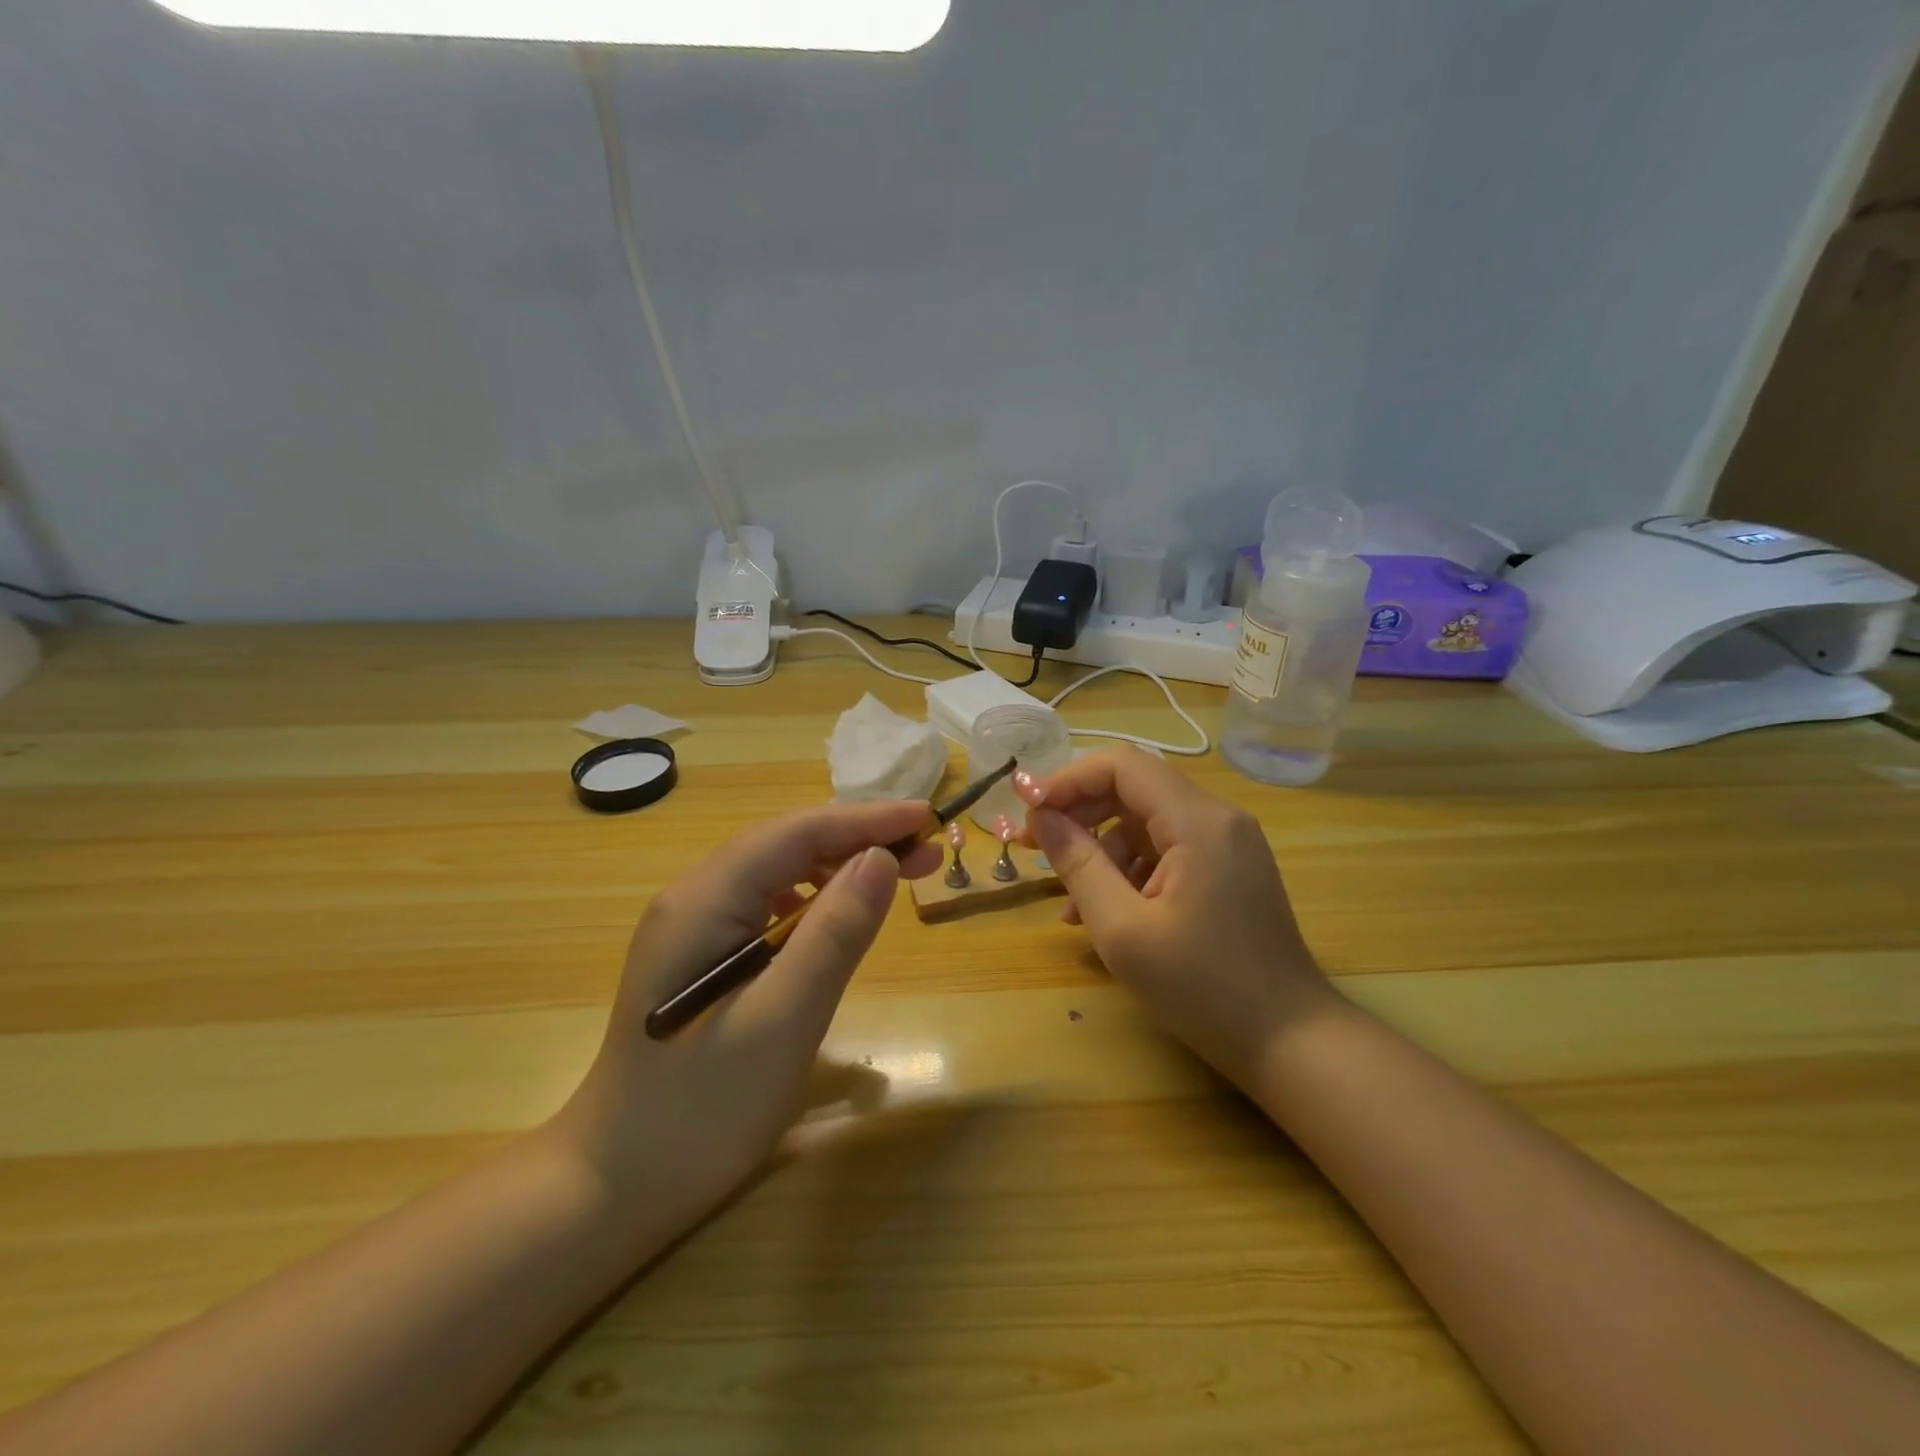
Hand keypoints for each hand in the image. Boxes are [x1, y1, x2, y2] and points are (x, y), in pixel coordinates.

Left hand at [554, 801, 941, 1231]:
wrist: (618, 1185)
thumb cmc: (703, 1108)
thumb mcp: (784, 1019)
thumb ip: (834, 933)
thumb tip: (881, 859)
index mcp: (704, 901)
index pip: (795, 833)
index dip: (866, 820)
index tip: (928, 818)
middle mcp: (694, 897)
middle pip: (787, 845)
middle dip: (860, 841)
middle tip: (928, 855)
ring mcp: (694, 926)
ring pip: (779, 872)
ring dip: (841, 868)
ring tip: (897, 879)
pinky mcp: (702, 955)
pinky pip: (768, 905)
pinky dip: (816, 900)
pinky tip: (838, 919)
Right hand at [1016, 747, 1334, 1086]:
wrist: (1289, 1041)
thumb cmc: (1202, 988)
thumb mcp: (1123, 929)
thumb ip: (1078, 863)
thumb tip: (1042, 816)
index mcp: (1198, 821)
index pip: (1122, 765)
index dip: (1068, 779)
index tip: (1026, 807)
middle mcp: (1218, 818)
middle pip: (1133, 789)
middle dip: (1078, 813)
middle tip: (1032, 846)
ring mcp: (1227, 844)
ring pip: (1146, 823)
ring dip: (1101, 852)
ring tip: (1070, 907)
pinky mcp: (1228, 870)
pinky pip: (1166, 851)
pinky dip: (1130, 872)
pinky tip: (1107, 914)